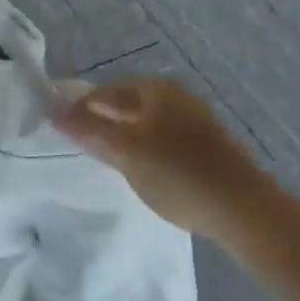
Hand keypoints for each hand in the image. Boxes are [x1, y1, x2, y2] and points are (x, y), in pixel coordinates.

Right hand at [54, 77, 263, 236]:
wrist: (246, 211)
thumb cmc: (178, 173)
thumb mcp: (126, 151)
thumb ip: (89, 130)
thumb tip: (54, 110)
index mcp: (156, 89)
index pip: (106, 92)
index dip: (81, 109)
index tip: (61, 130)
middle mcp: (177, 97)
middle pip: (128, 106)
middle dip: (104, 123)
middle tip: (82, 147)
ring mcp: (196, 122)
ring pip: (147, 125)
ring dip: (126, 139)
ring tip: (109, 162)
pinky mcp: (208, 149)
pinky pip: (165, 141)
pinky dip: (148, 151)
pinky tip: (144, 173)